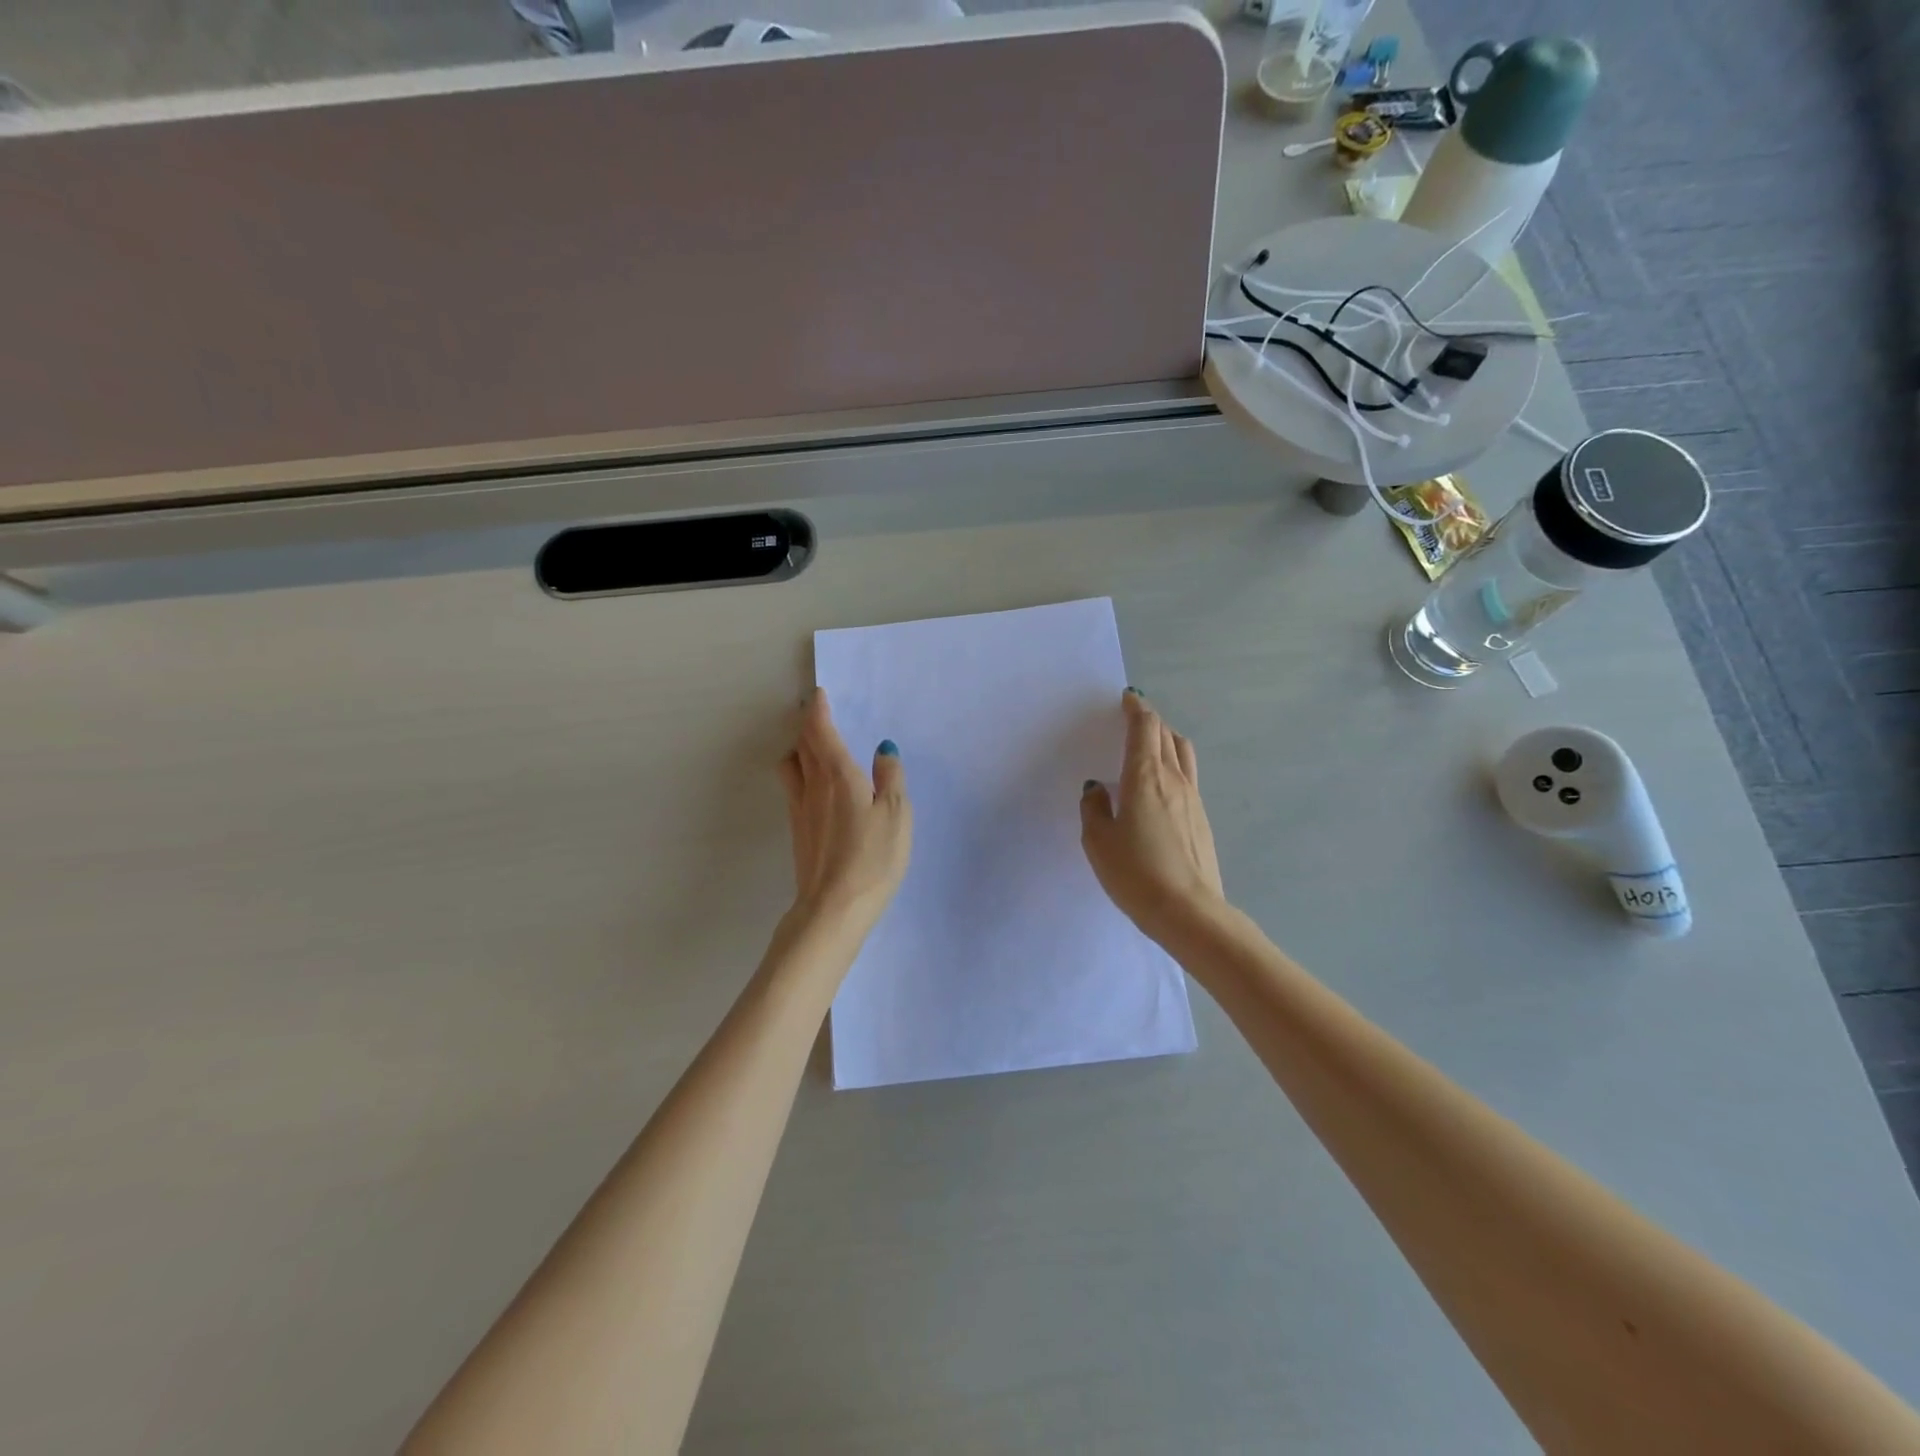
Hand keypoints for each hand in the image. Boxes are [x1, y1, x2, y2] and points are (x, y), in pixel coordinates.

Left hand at [778, 689, 911, 929]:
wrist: (834, 907)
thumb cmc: (872, 858)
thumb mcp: (896, 814)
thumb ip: (890, 777)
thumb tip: (883, 749)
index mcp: (837, 774)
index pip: (820, 730)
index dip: (817, 709)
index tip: (818, 694)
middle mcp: (811, 786)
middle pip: (802, 744)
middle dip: (807, 724)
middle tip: (816, 712)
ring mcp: (799, 810)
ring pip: (791, 766)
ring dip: (799, 749)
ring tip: (814, 748)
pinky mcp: (798, 831)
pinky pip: (794, 788)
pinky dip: (801, 773)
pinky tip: (817, 787)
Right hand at [1080, 689, 1225, 943]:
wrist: (1189, 912)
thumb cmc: (1135, 872)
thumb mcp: (1098, 841)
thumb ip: (1094, 808)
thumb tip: (1097, 789)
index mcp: (1145, 776)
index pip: (1144, 729)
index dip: (1136, 709)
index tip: (1128, 698)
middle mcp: (1174, 779)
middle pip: (1167, 735)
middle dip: (1150, 721)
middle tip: (1134, 718)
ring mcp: (1193, 799)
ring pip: (1183, 753)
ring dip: (1167, 739)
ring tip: (1152, 744)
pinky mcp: (1202, 819)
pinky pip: (1188, 777)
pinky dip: (1174, 765)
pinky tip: (1161, 785)